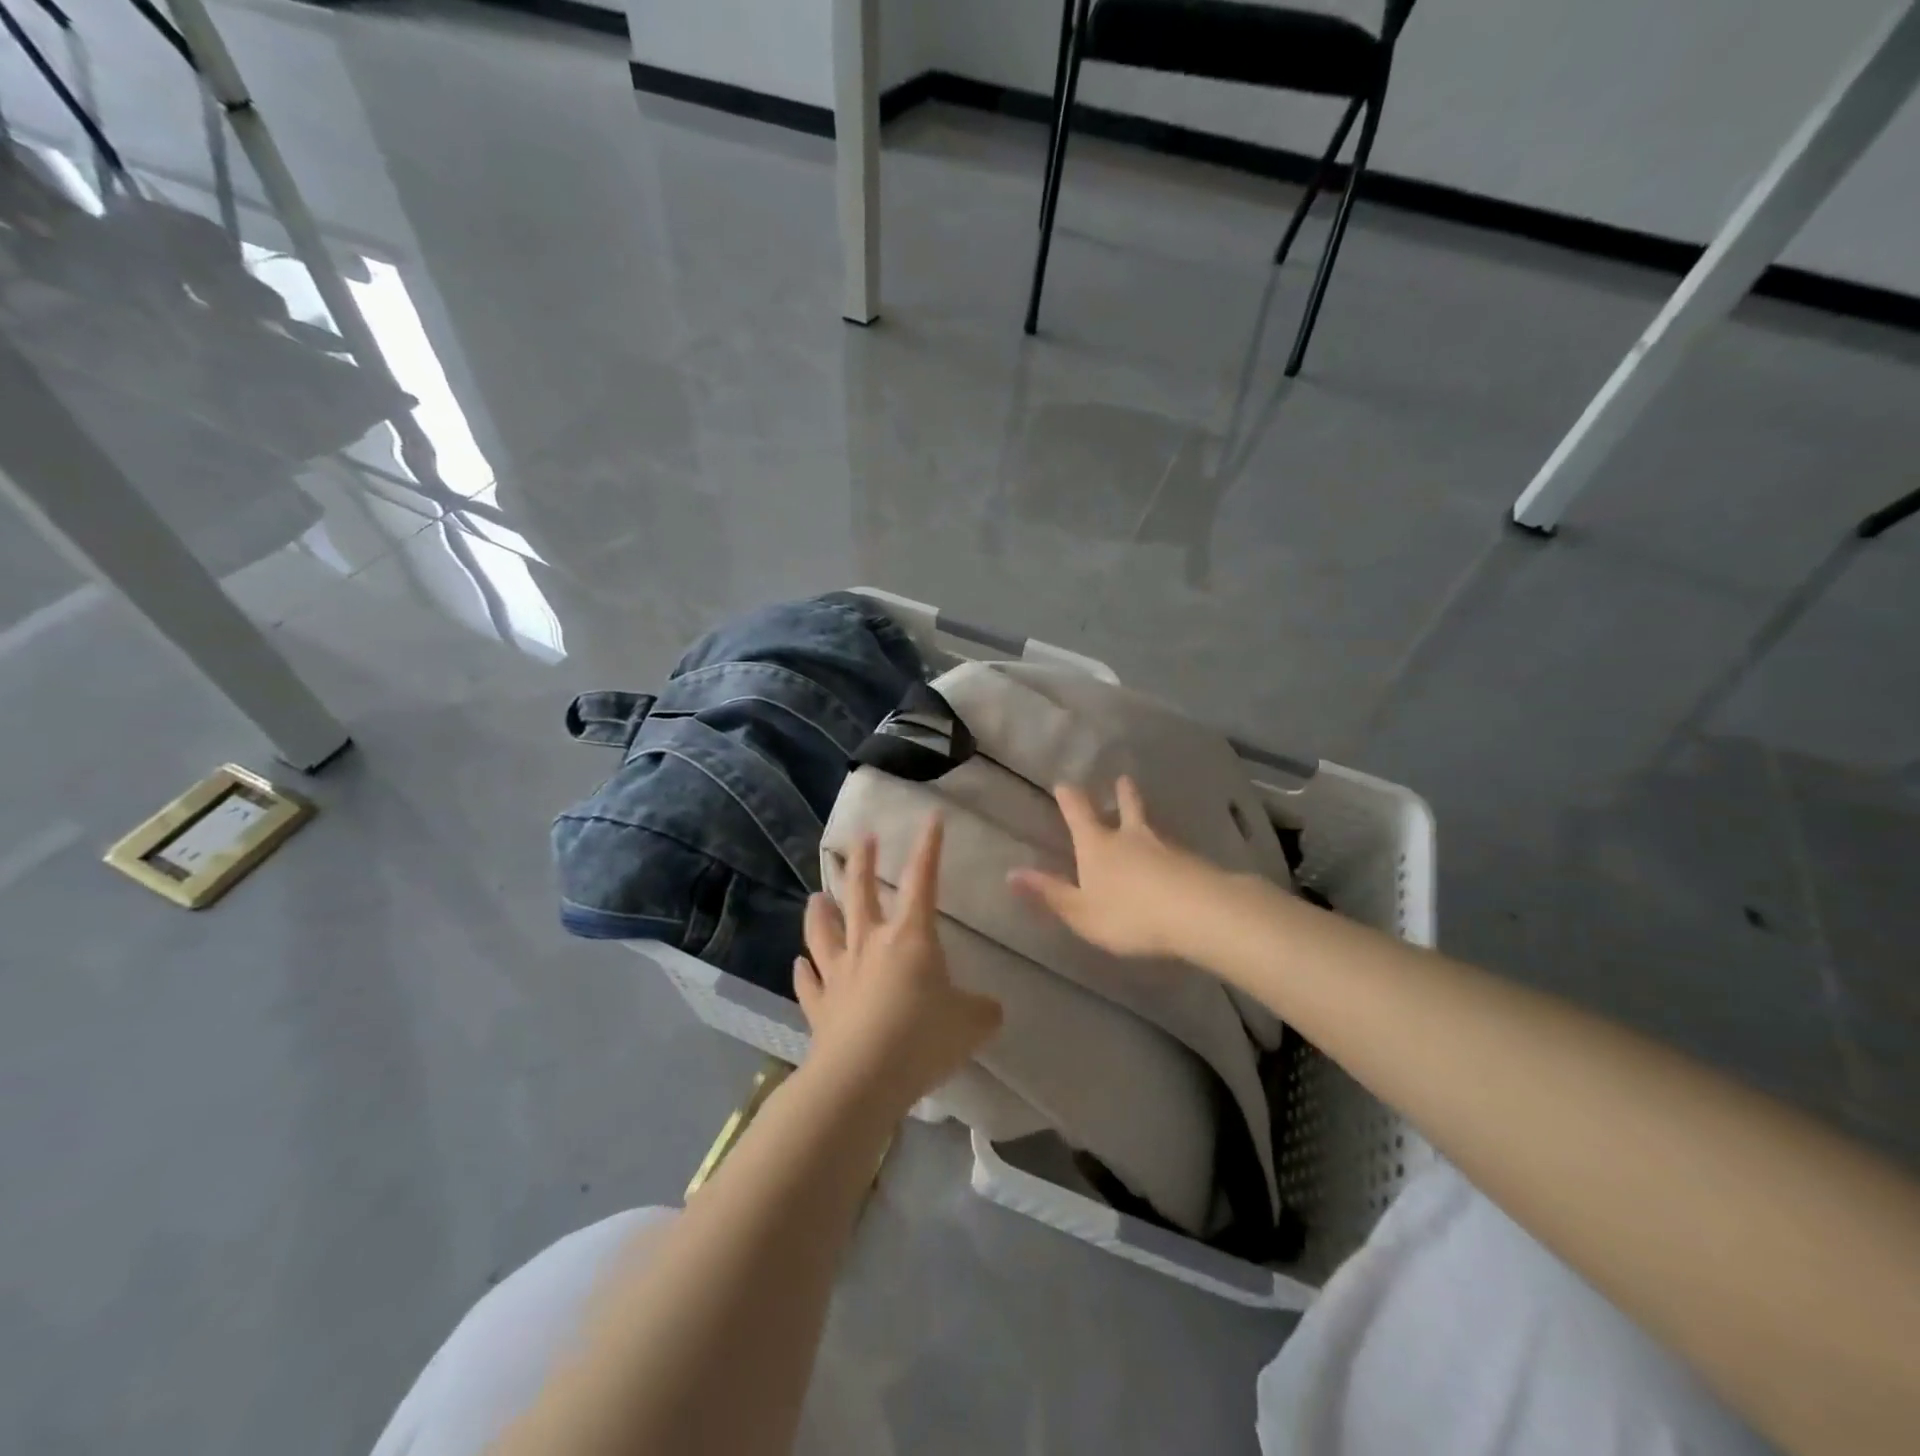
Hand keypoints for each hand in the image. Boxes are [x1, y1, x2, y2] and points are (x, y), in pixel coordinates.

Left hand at [796, 815, 1001, 1111]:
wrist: (862, 1078)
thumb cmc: (922, 1039)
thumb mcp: (972, 1024)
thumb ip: (983, 1010)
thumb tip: (989, 1008)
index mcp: (910, 938)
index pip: (922, 881)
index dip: (929, 848)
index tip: (931, 817)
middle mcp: (870, 945)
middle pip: (861, 893)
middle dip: (862, 862)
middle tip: (861, 837)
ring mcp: (839, 974)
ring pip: (824, 932)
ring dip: (820, 913)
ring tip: (816, 896)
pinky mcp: (819, 1007)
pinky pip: (809, 983)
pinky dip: (803, 972)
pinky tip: (799, 964)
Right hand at [1009, 776, 1224, 959]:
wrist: (1197, 912)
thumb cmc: (1129, 914)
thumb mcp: (1080, 911)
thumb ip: (1049, 892)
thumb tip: (1010, 873)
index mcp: (1097, 845)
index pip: (1079, 814)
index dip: (1070, 798)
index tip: (1064, 783)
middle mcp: (1129, 837)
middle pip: (1126, 807)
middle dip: (1121, 794)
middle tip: (1122, 779)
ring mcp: (1165, 845)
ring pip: (1152, 825)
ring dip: (1146, 816)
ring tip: (1147, 817)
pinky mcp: (1192, 861)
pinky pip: (1175, 849)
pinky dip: (1169, 848)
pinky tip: (1174, 857)